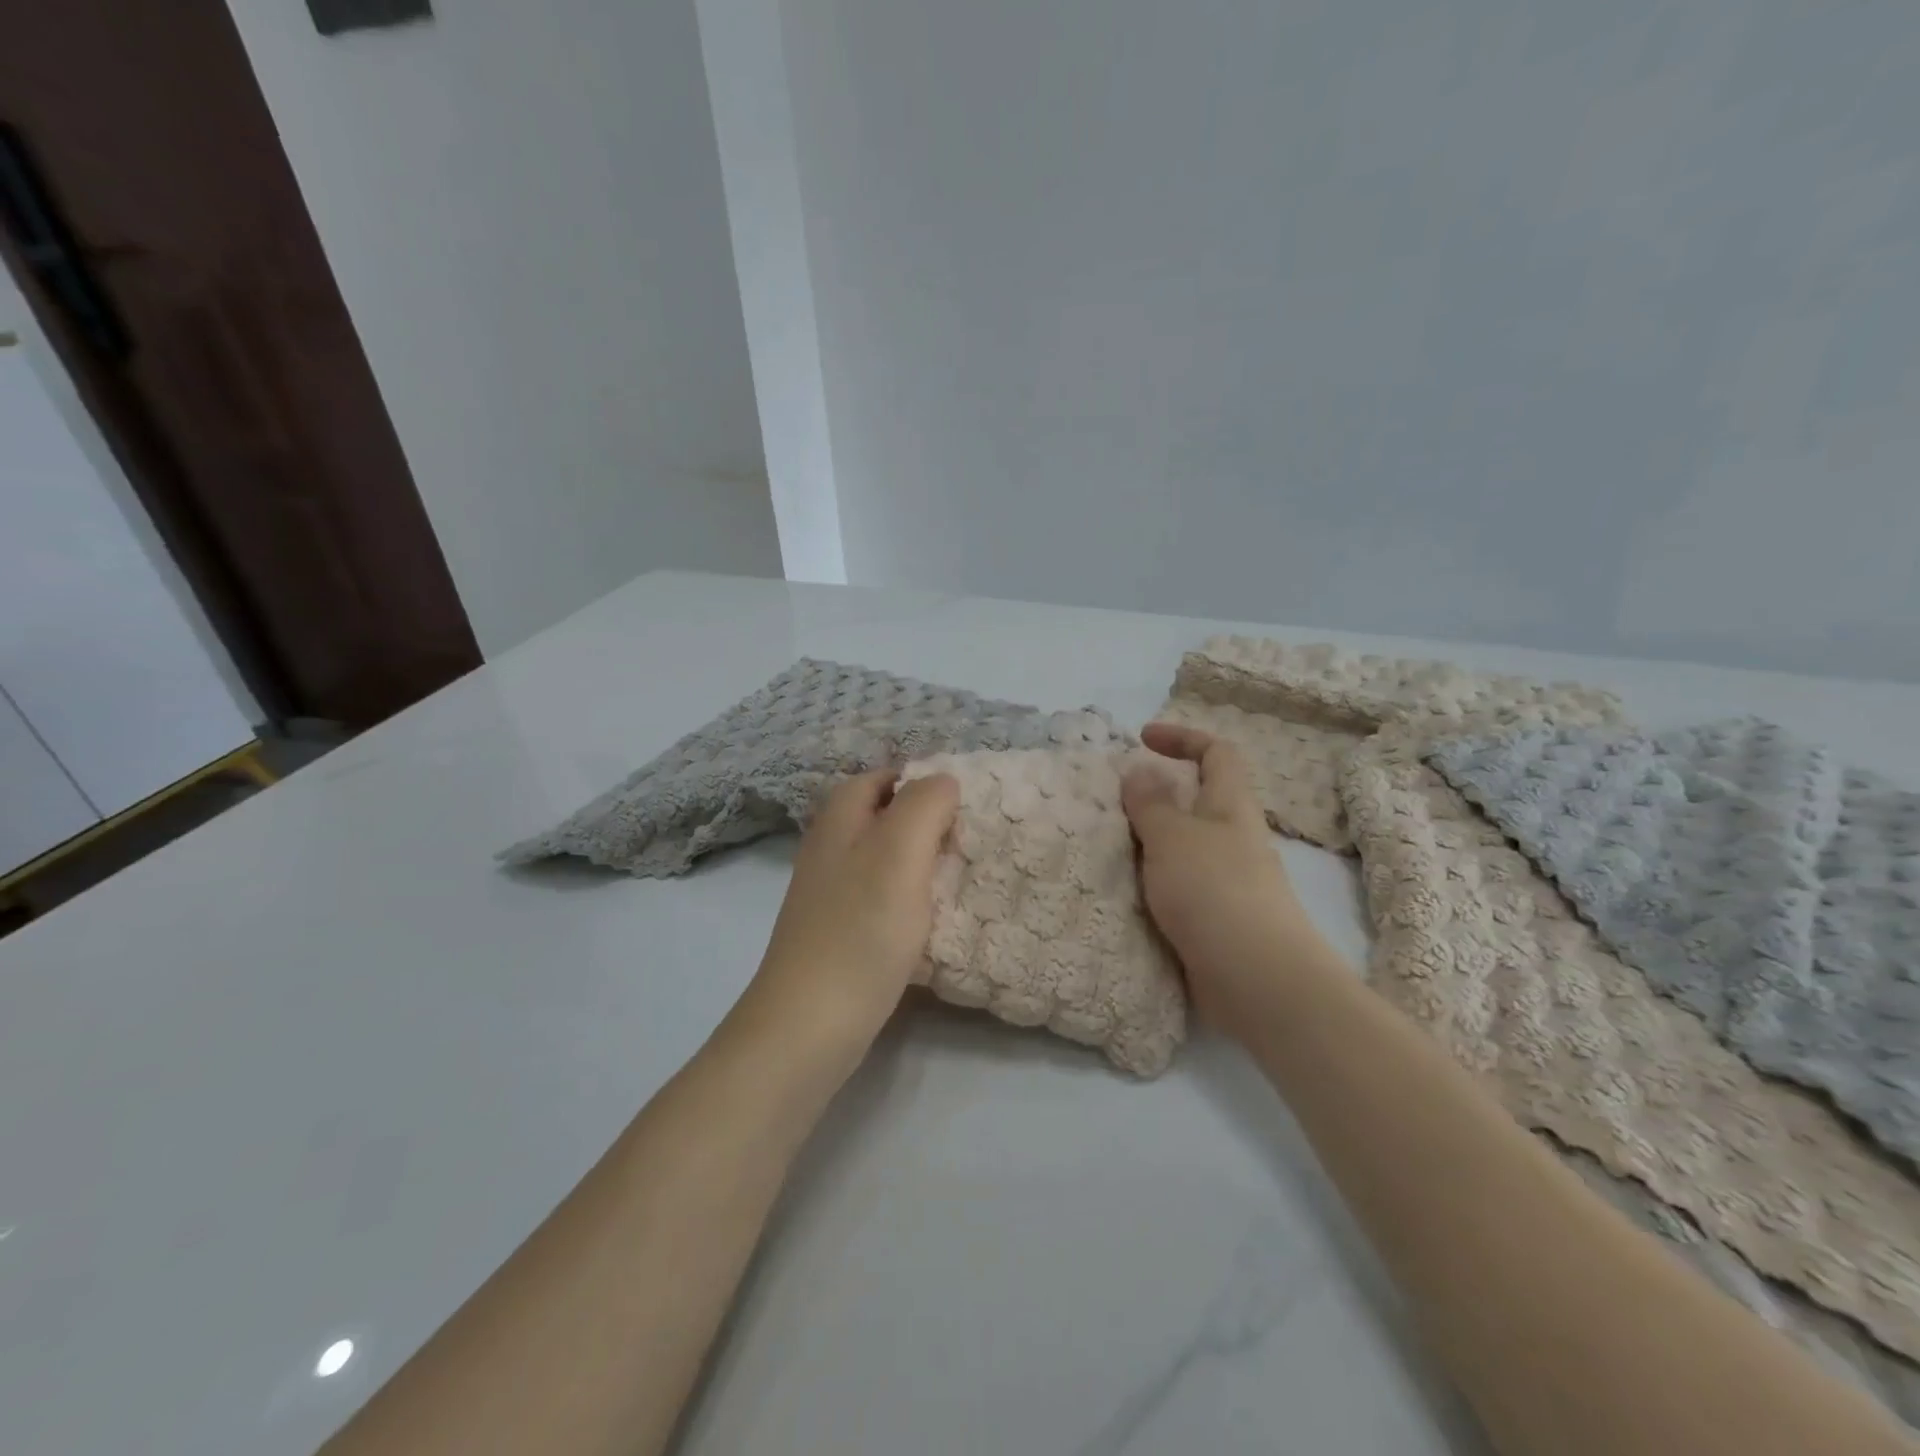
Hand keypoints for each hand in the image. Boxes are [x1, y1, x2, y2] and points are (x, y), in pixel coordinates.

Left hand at [740, 768, 960, 1060]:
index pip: (884, 777)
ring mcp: (831, 892)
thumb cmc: (859, 931)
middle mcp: (830, 848)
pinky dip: (911, 897)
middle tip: (970, 841)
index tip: (966, 805)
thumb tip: (944, 781)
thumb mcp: (899, 853)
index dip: (925, 782)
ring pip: (886, 857)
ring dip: (922, 861)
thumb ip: (924, 806)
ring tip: (961, 876)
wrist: (808, 1027)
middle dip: (928, 821)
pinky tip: (934, 917)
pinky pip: (883, 896)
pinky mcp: (840, 931)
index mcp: (840, 820)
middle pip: (885, 816)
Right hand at [1122, 723, 1321, 1031]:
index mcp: (1231, 805)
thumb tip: (1140, 770)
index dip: (1182, 737)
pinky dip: (1151, 879)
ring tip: (1107, 845)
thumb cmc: (1213, 891)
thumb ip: (1151, 803)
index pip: (1216, 752)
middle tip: (1112, 802)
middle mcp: (1233, 837)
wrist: (1255, 979)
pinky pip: (1177, 883)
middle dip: (1156, 794)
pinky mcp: (1216, 918)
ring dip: (1148, 840)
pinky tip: (1124, 890)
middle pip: (1199, 799)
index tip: (1141, 740)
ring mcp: (1227, 880)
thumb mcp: (1173, 836)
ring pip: (1184, 844)